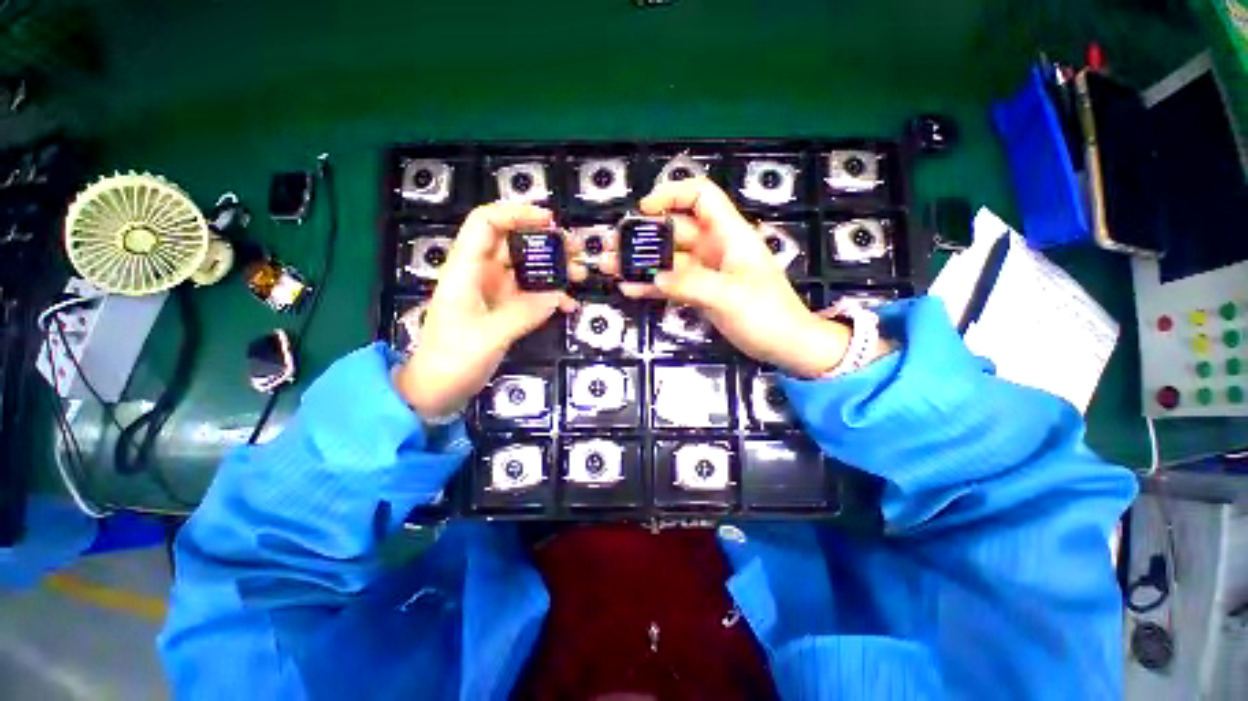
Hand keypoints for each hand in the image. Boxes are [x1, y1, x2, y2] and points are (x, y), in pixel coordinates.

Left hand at [396, 203, 581, 418]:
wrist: (437, 390)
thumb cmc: (451, 360)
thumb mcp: (487, 337)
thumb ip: (523, 313)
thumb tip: (558, 296)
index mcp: (466, 270)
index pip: (487, 223)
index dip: (516, 213)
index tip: (550, 221)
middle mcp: (481, 274)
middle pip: (514, 242)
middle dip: (546, 241)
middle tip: (576, 249)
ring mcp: (495, 292)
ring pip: (527, 268)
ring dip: (554, 268)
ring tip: (580, 274)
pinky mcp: (505, 309)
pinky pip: (532, 294)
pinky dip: (551, 296)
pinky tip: (569, 306)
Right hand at [605, 178, 850, 377]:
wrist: (786, 345)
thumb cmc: (767, 315)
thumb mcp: (729, 296)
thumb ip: (690, 284)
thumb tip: (653, 278)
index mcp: (729, 235)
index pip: (701, 197)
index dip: (672, 195)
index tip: (644, 209)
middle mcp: (715, 248)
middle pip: (675, 231)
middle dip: (644, 236)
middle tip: (613, 248)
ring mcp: (706, 272)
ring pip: (669, 260)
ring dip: (642, 263)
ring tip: (612, 268)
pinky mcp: (701, 293)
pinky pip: (673, 284)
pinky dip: (653, 286)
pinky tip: (630, 289)